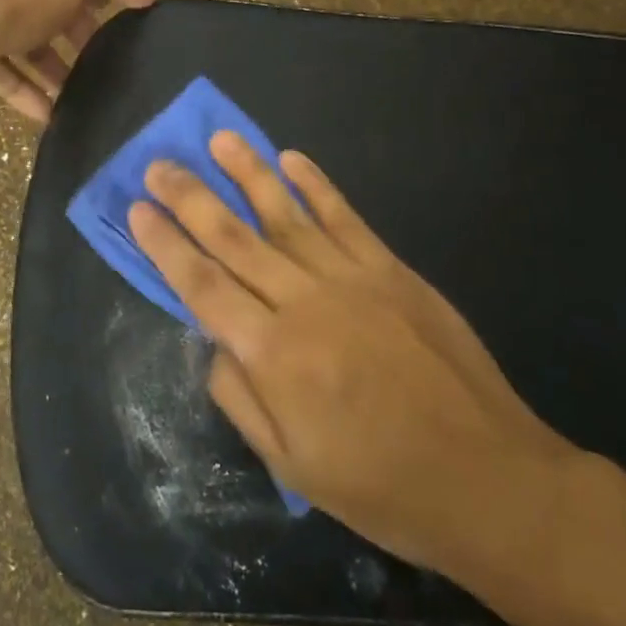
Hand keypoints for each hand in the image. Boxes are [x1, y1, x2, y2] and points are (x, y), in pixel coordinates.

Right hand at [129, 133, 579, 578]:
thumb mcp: (291, 465)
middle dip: (190, 197)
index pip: (202, 284)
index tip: (137, 208)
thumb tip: (214, 341)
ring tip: (218, 139)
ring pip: (286, 215)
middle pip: (234, 238)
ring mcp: (352, 279)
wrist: (488, 480)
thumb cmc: (380, 486)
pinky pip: (345, 218)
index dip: (165, 244)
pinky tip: (291, 159)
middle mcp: (304, 302)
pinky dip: (316, 185)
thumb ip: (240, 396)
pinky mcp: (391, 270)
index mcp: (273, 354)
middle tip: (158, 164)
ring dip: (248, 173)